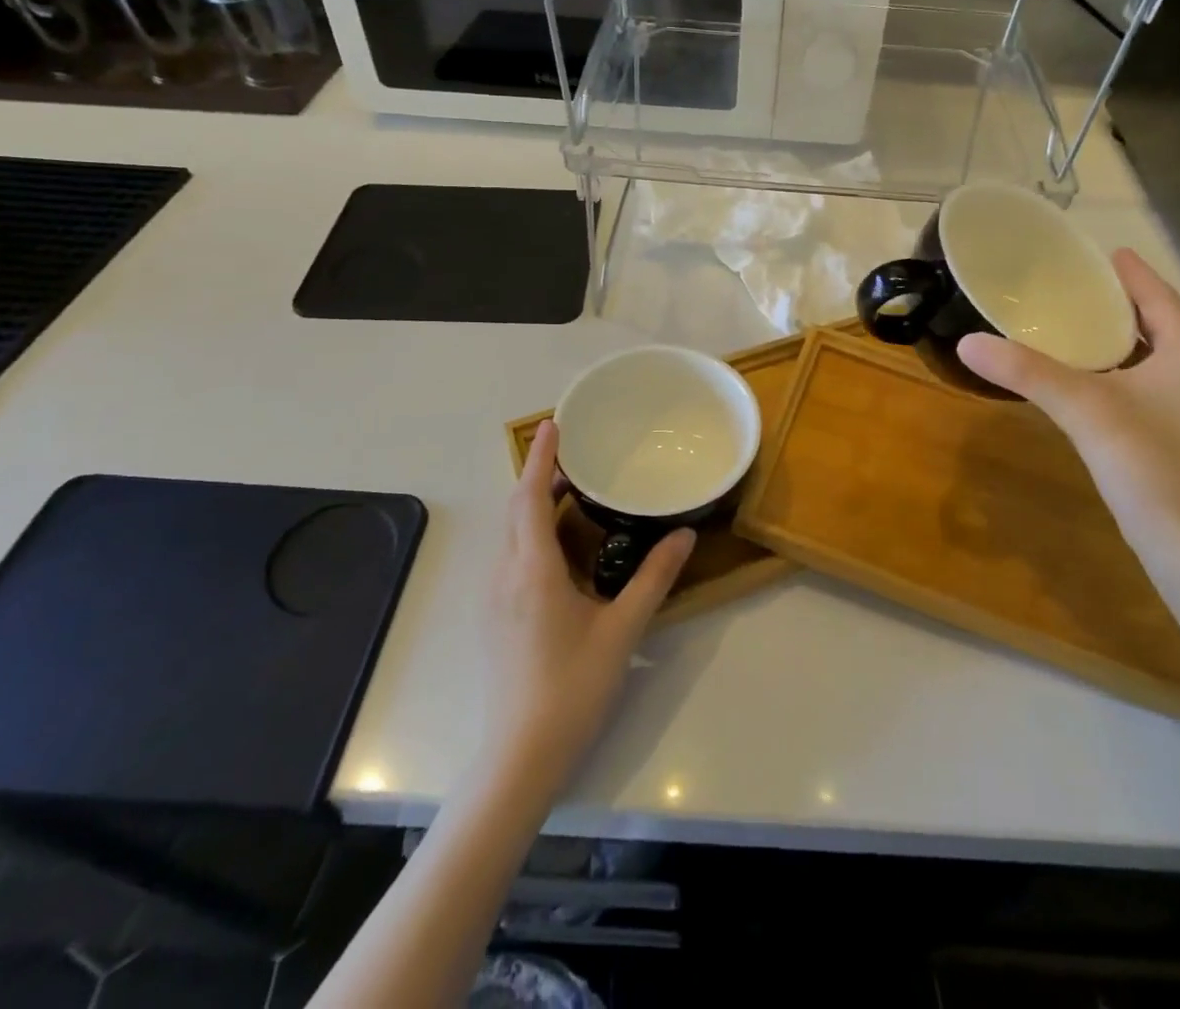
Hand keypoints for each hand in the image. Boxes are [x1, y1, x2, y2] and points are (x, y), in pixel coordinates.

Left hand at [482, 420, 695, 775]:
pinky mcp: (496, 618)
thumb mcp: (622, 629)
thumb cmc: (572, 687)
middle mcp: (506, 574)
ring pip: (511, 534)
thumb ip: (653, 577)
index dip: (540, 456)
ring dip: (534, 505)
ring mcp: (495, 598)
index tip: (553, 423)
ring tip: (572, 494)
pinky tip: (562, 550)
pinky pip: (511, 557)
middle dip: (540, 475)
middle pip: (516, 510)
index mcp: (533, 569)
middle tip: (576, 457)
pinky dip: (532, 533)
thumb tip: (685, 535)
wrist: (520, 756)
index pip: (529, 496)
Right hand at [957, 248, 1179, 566]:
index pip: (1159, 298)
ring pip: (1146, 355)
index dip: (1132, 273)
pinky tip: (1078, 373)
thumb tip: (968, 342)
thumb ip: (1027, 372)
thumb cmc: (1149, 465)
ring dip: (1114, 335)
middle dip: (1120, 301)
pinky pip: (1137, 381)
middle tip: (1076, 281)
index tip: (1105, 250)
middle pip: (1155, 323)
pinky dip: (1111, 367)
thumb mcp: (1084, 408)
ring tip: (1072, 318)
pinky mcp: (1168, 433)